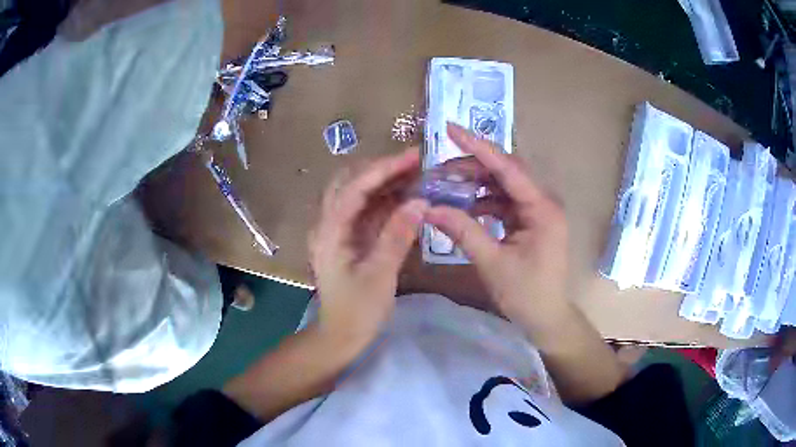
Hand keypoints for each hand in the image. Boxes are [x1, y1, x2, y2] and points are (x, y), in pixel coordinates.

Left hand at [310, 148, 427, 344]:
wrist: (339, 336)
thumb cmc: (357, 311)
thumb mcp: (380, 276)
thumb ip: (397, 237)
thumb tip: (420, 202)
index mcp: (330, 232)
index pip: (354, 187)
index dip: (383, 168)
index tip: (413, 157)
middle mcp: (327, 223)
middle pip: (349, 181)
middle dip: (382, 168)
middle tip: (416, 163)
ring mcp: (336, 229)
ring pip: (357, 192)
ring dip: (384, 181)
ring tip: (416, 174)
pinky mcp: (347, 237)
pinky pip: (364, 209)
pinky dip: (384, 199)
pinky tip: (406, 196)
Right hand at [424, 124, 570, 323]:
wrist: (547, 317)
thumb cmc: (526, 294)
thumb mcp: (492, 263)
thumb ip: (463, 231)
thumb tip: (430, 209)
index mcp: (541, 209)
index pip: (508, 168)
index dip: (478, 147)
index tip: (450, 129)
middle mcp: (543, 202)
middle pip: (506, 172)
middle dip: (472, 166)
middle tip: (440, 168)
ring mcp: (537, 211)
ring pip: (503, 186)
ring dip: (476, 184)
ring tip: (446, 185)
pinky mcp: (530, 221)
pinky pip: (504, 202)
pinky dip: (483, 202)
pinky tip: (463, 206)